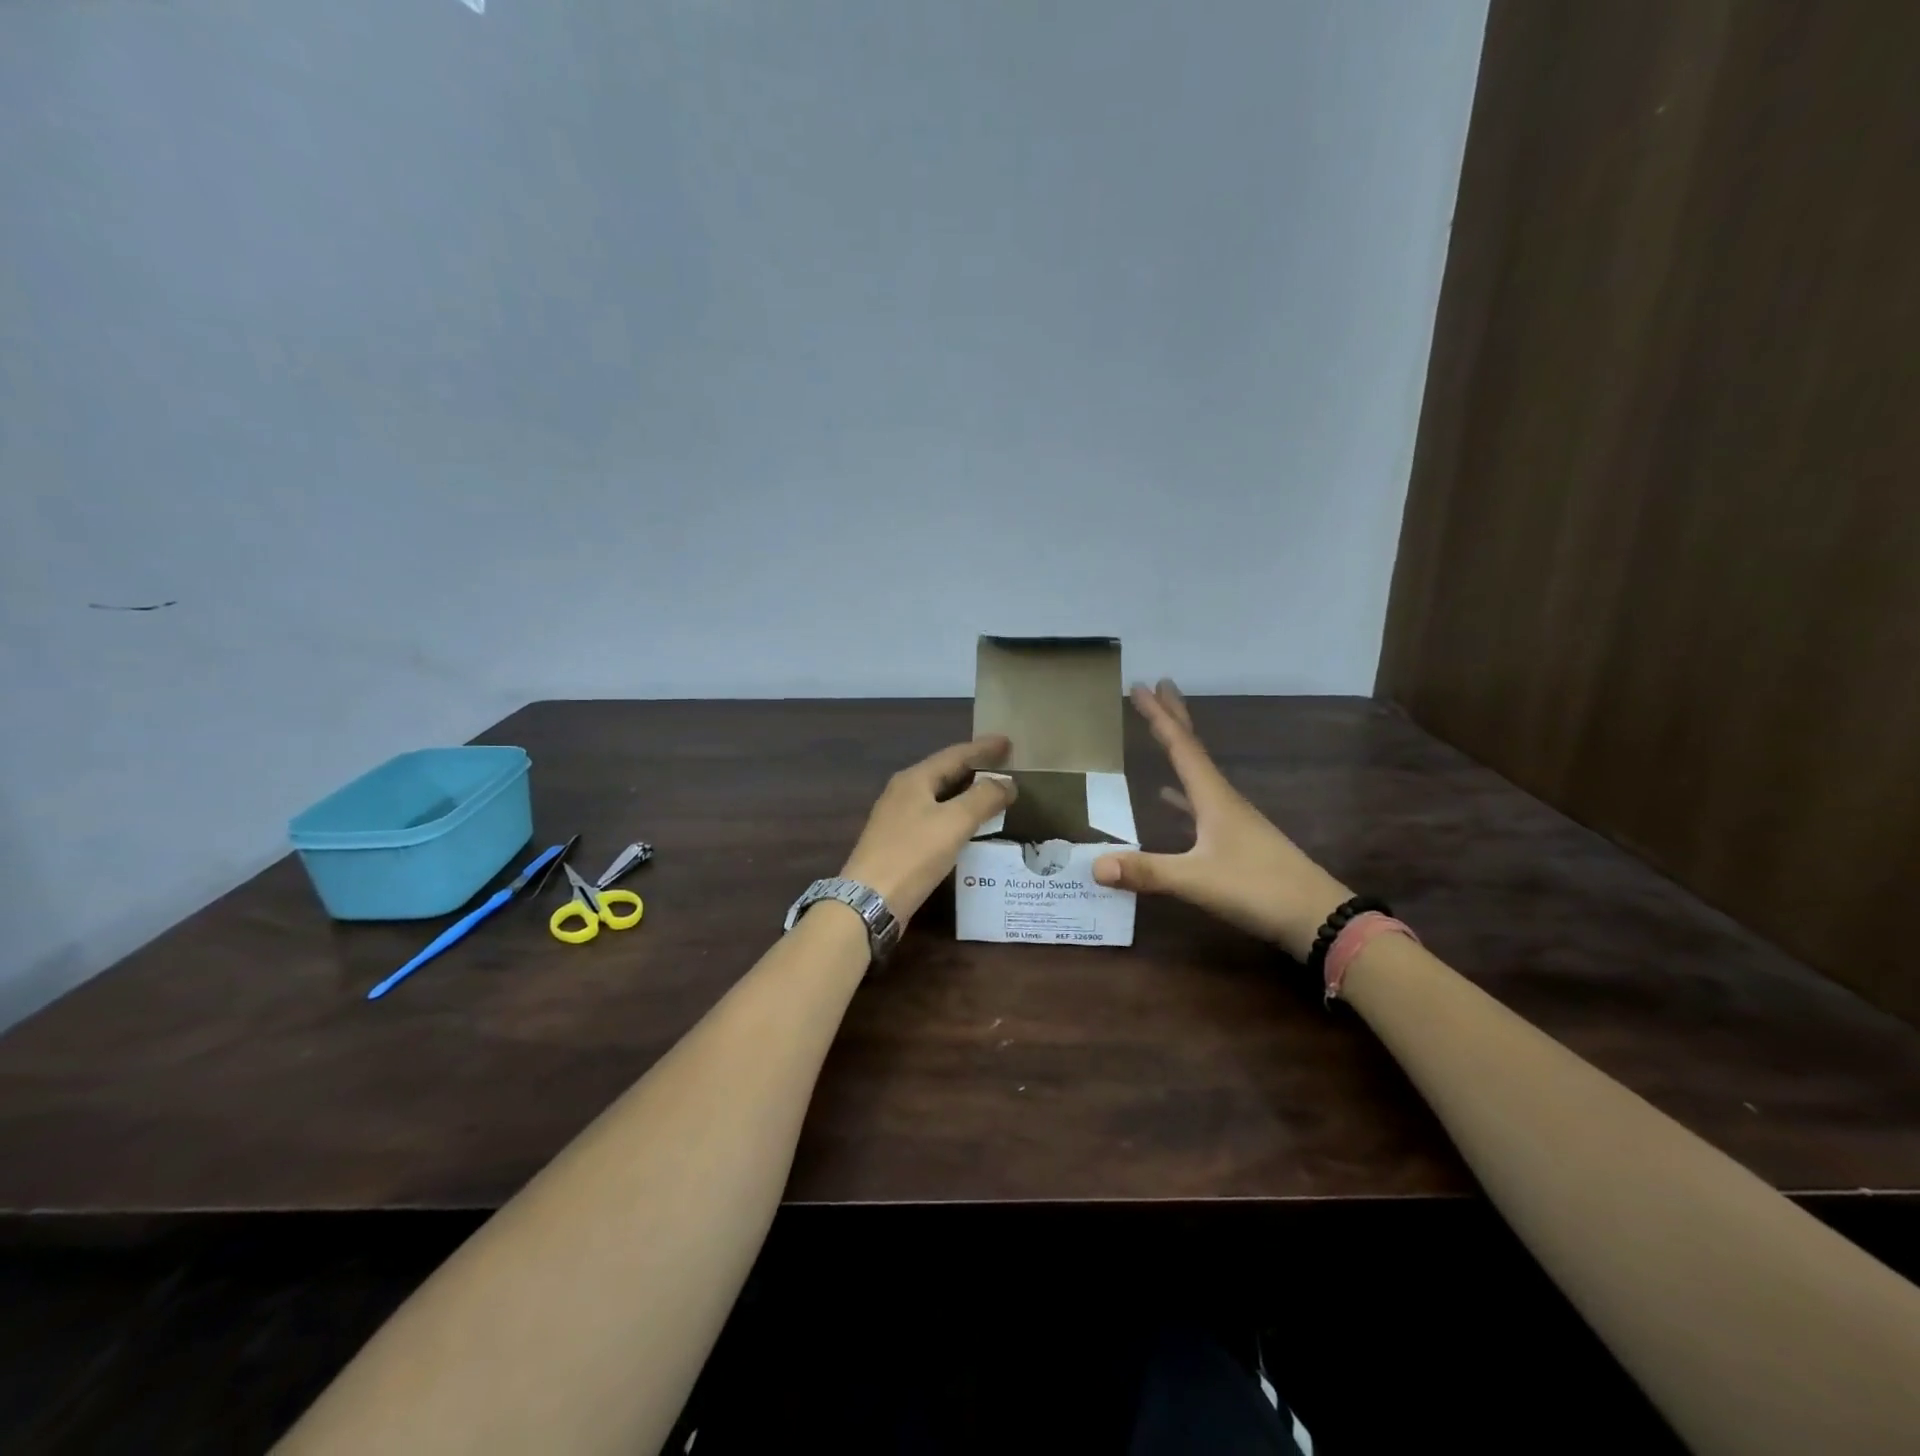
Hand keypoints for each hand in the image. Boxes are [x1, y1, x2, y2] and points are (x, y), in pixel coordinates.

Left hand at [839, 735, 1016, 925]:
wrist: (871, 899)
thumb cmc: (913, 854)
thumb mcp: (954, 822)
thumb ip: (983, 798)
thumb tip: (1007, 782)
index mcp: (914, 779)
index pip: (955, 754)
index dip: (983, 748)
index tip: (1008, 742)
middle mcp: (903, 792)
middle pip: (944, 772)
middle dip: (975, 767)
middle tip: (1004, 766)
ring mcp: (898, 818)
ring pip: (939, 796)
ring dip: (966, 792)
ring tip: (992, 793)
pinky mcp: (899, 842)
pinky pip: (934, 817)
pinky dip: (956, 814)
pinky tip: (969, 826)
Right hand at [1093, 682, 1351, 959]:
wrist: (1317, 918)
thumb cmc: (1258, 889)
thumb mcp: (1197, 880)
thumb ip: (1147, 871)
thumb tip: (1094, 865)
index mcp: (1214, 798)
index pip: (1181, 747)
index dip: (1158, 717)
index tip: (1139, 686)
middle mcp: (1223, 800)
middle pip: (1193, 750)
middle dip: (1174, 717)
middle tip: (1158, 686)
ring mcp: (1232, 821)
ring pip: (1198, 774)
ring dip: (1179, 750)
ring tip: (1163, 732)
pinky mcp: (1237, 842)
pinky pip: (1200, 805)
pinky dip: (1181, 794)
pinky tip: (1168, 799)